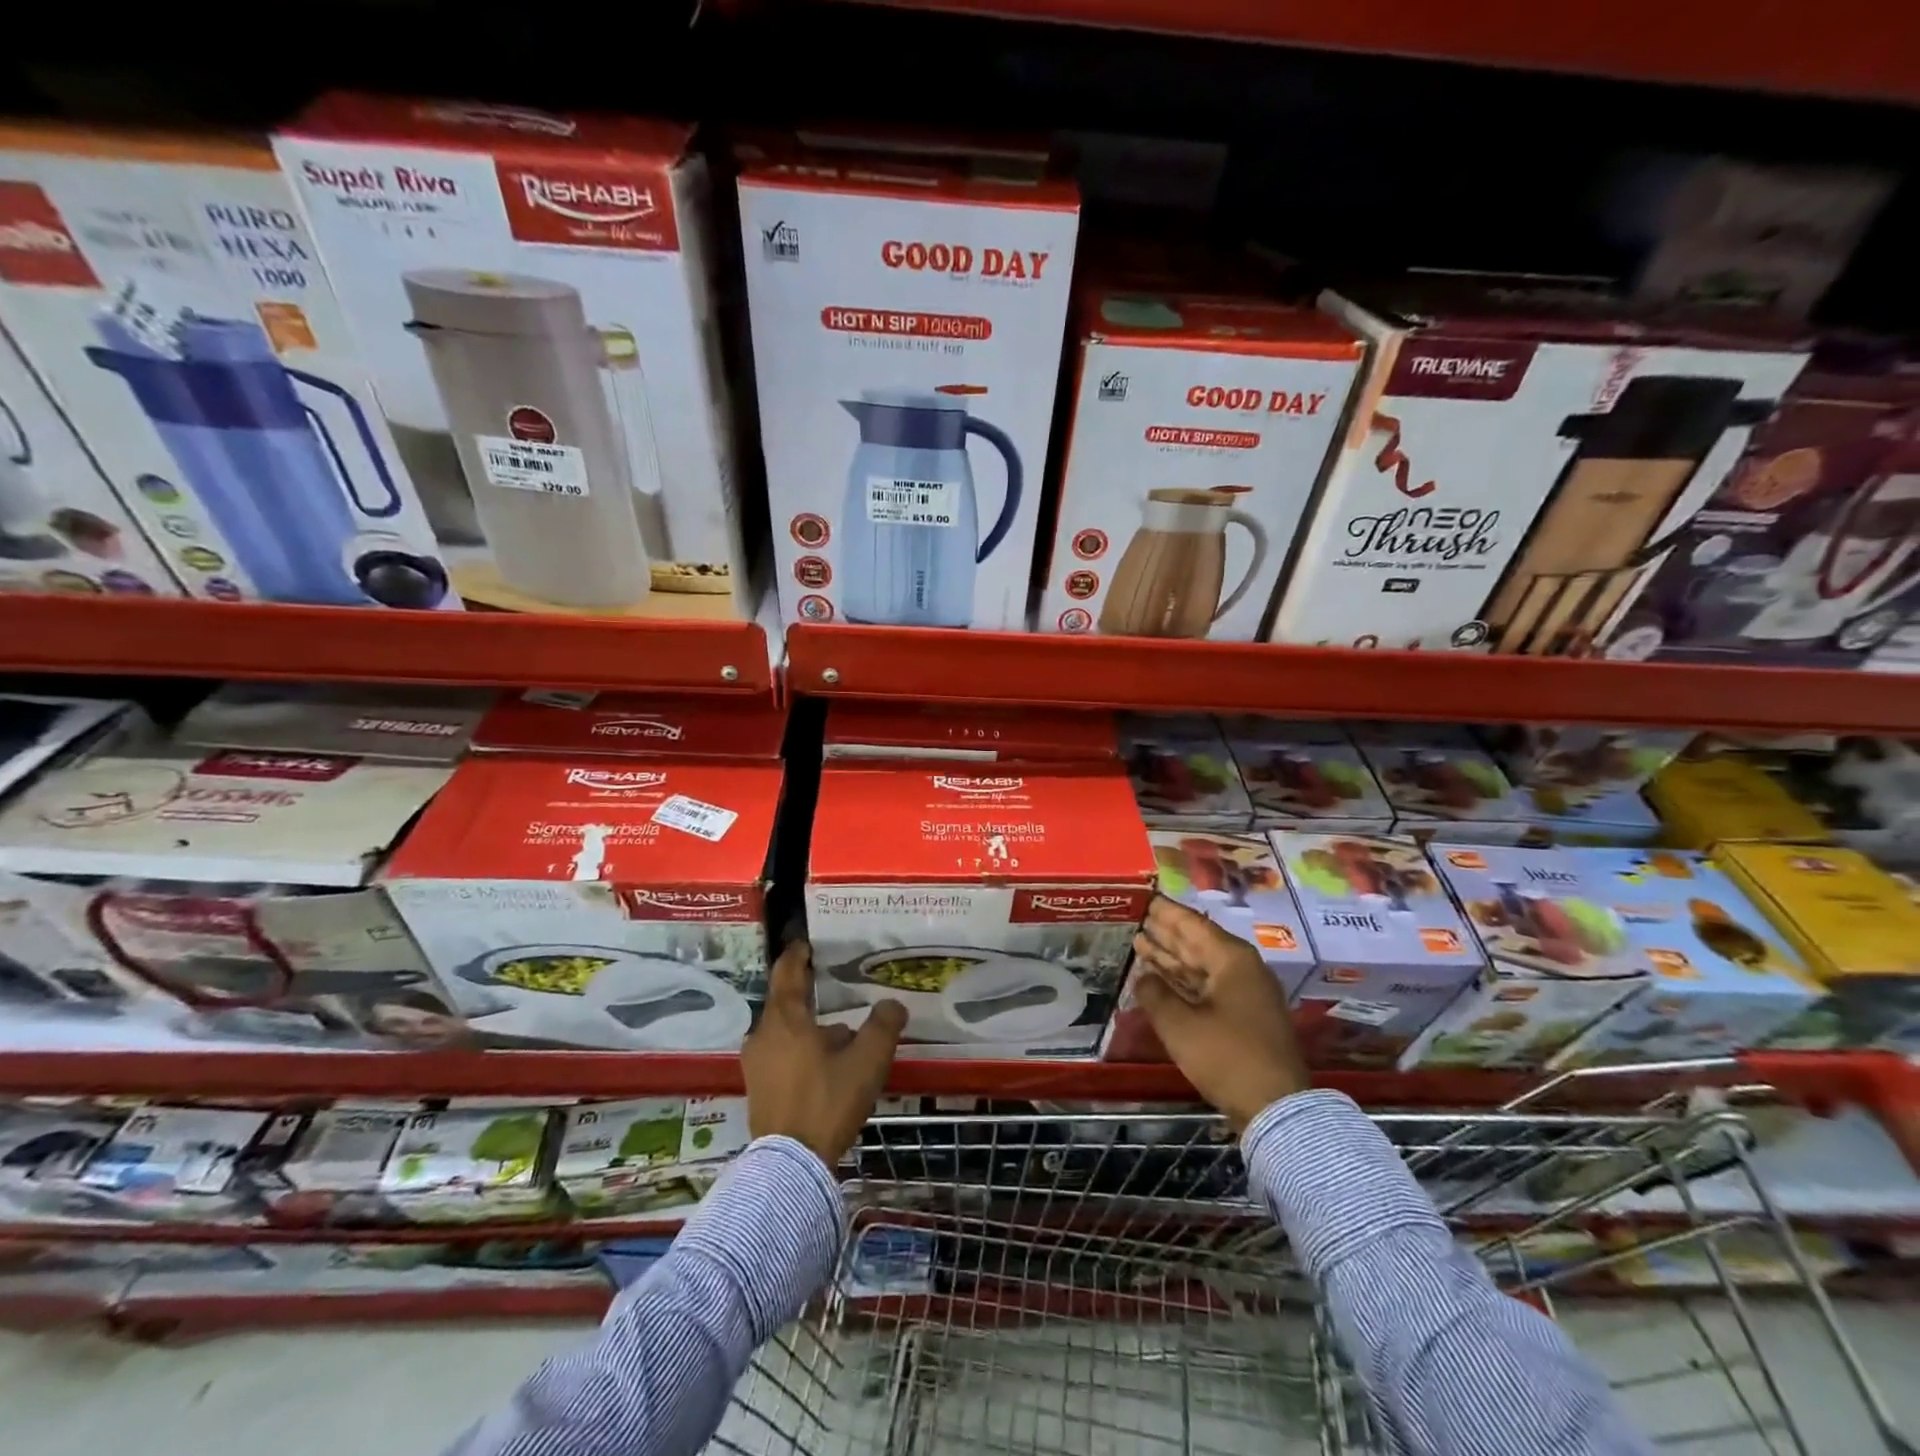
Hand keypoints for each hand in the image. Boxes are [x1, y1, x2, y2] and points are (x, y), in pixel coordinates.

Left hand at [743, 940, 906, 1165]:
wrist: (791, 1164)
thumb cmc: (828, 1100)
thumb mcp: (867, 1060)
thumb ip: (883, 1026)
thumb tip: (892, 1004)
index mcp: (785, 1018)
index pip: (787, 972)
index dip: (797, 954)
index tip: (806, 943)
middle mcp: (763, 1034)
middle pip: (785, 1002)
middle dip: (808, 994)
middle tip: (832, 988)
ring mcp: (755, 1063)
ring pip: (784, 1031)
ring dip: (807, 1027)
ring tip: (838, 1033)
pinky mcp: (757, 1088)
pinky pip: (780, 1054)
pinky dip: (799, 1049)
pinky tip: (824, 1065)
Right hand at [1131, 896, 1309, 1131]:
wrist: (1275, 1107)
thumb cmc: (1226, 1056)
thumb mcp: (1180, 1025)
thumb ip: (1155, 994)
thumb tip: (1142, 976)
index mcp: (1232, 960)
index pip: (1192, 925)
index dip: (1166, 912)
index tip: (1145, 898)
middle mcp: (1242, 969)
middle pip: (1197, 943)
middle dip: (1166, 932)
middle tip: (1139, 917)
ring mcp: (1245, 994)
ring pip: (1201, 966)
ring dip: (1171, 957)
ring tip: (1141, 943)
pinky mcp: (1244, 1018)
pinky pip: (1207, 987)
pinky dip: (1183, 981)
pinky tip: (1160, 980)